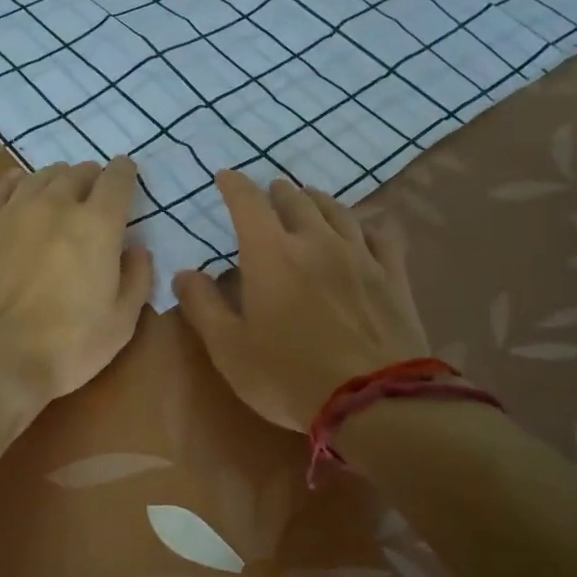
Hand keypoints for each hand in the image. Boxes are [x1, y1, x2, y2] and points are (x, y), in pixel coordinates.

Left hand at [0, 158, 153, 416]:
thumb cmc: (65, 346)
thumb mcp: (120, 323)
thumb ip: (136, 279)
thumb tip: (137, 248)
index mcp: (97, 226)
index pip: (117, 181)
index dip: (125, 173)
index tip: (127, 172)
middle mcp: (55, 205)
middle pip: (77, 174)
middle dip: (91, 176)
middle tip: (94, 188)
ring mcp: (12, 212)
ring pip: (39, 177)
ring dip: (56, 178)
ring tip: (60, 186)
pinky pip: (0, 189)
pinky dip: (16, 182)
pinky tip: (18, 184)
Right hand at [173, 172, 429, 430]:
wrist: (373, 400)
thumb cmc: (288, 376)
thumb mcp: (229, 349)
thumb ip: (203, 306)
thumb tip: (184, 274)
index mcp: (271, 254)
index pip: (248, 203)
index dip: (234, 185)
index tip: (226, 176)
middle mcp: (316, 241)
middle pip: (296, 201)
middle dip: (277, 192)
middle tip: (270, 191)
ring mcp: (359, 255)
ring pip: (337, 211)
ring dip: (318, 200)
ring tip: (310, 198)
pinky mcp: (392, 276)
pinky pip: (379, 235)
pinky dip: (364, 225)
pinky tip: (362, 230)